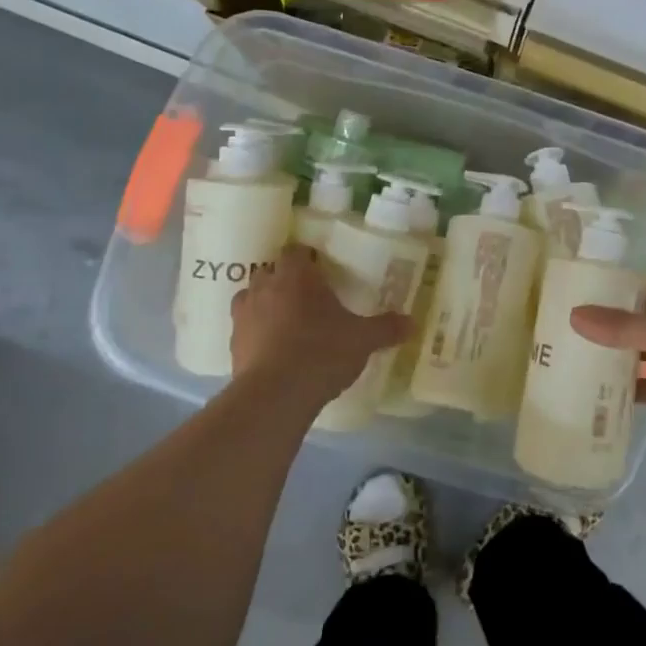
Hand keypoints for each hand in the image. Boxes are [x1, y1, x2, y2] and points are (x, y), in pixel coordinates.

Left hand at [229, 247, 409, 404]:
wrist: (276, 394)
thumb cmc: (322, 351)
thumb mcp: (363, 339)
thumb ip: (386, 328)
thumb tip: (412, 322)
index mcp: (296, 276)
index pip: (296, 251)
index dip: (307, 258)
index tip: (321, 270)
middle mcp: (265, 287)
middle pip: (271, 271)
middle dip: (286, 280)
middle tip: (308, 297)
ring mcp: (244, 316)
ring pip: (252, 298)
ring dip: (266, 305)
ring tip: (287, 322)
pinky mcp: (232, 345)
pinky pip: (245, 329)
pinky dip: (257, 334)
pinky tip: (274, 351)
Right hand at [571, 278, 645, 445]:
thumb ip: (621, 327)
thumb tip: (574, 315)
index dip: (619, 287)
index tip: (582, 292)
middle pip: (644, 321)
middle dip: (613, 326)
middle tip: (569, 329)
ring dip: (620, 358)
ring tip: (576, 360)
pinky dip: (632, 391)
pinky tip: (599, 394)